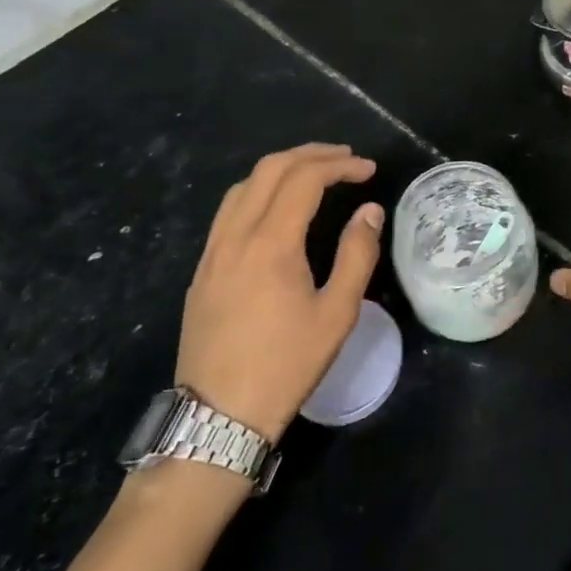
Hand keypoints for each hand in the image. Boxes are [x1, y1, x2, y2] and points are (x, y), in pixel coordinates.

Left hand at [175, 143, 381, 442]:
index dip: (340, 166)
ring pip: (243, 186)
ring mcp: (212, 252)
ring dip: (281, 169)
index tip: (368, 169)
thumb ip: (357, 254)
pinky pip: (228, 211)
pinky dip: (258, 191)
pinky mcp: (202, 270)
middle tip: (346, 158)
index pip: (305, 179)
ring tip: (314, 173)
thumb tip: (369, 211)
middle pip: (270, 170)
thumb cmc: (286, 364)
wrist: (219, 415)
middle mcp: (236, 236)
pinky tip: (276, 208)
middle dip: (311, 155)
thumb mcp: (338, 312)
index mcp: (271, 243)